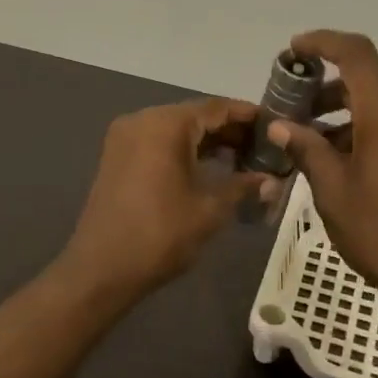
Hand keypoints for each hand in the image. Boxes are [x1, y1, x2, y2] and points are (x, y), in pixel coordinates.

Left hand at [59, 98, 276, 302]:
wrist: (101, 270)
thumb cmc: (160, 235)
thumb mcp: (210, 210)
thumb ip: (243, 187)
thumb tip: (273, 181)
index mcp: (165, 124)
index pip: (216, 108)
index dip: (248, 115)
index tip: (276, 125)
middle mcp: (143, 120)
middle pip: (195, 115)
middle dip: (230, 131)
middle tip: (265, 148)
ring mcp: (125, 138)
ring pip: (177, 130)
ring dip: (208, 142)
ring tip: (244, 160)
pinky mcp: (118, 158)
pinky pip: (159, 143)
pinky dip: (185, 151)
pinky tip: (211, 168)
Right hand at [266, 30, 377, 314]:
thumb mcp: (333, 192)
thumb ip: (307, 149)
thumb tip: (280, 125)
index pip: (356, 54)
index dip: (323, 42)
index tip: (294, 51)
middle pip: (368, 84)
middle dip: (328, 95)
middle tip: (294, 119)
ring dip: (349, 120)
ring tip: (318, 151)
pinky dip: (373, 134)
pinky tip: (353, 167)